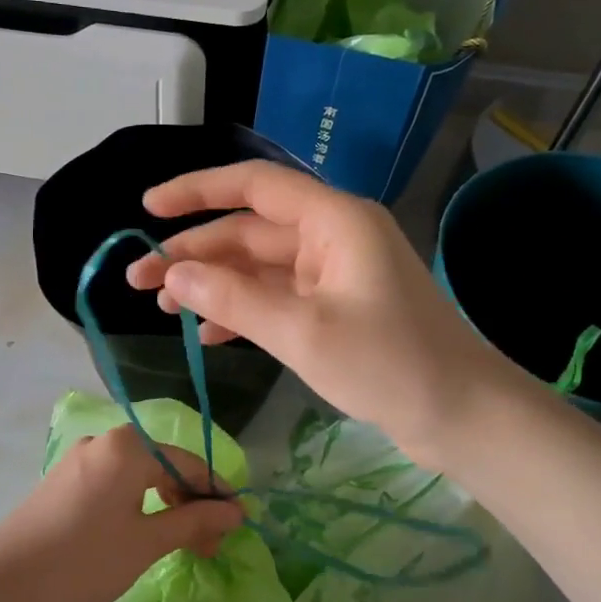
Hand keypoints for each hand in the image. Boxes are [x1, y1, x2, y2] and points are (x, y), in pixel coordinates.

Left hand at [0, 425, 244, 601]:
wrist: (2, 585)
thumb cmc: (83, 561)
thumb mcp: (146, 543)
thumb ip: (193, 521)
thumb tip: (235, 511)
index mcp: (126, 448)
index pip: (187, 461)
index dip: (216, 492)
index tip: (237, 524)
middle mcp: (103, 442)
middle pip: (162, 465)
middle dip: (190, 502)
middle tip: (209, 545)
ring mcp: (79, 460)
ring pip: (138, 475)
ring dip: (165, 505)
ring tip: (181, 544)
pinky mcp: (63, 481)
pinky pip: (114, 484)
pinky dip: (137, 505)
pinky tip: (143, 534)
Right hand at [126, 162, 505, 468]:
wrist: (462, 415)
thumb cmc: (389, 365)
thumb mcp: (302, 332)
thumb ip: (233, 299)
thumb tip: (173, 274)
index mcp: (333, 221)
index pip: (254, 186)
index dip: (196, 191)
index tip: (149, 207)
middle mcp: (332, 236)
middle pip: (249, 231)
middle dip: (193, 252)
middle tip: (138, 279)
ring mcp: (334, 274)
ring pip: (259, 267)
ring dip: (213, 283)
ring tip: (163, 307)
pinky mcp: (336, 308)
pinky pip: (277, 297)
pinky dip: (242, 311)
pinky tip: (209, 335)